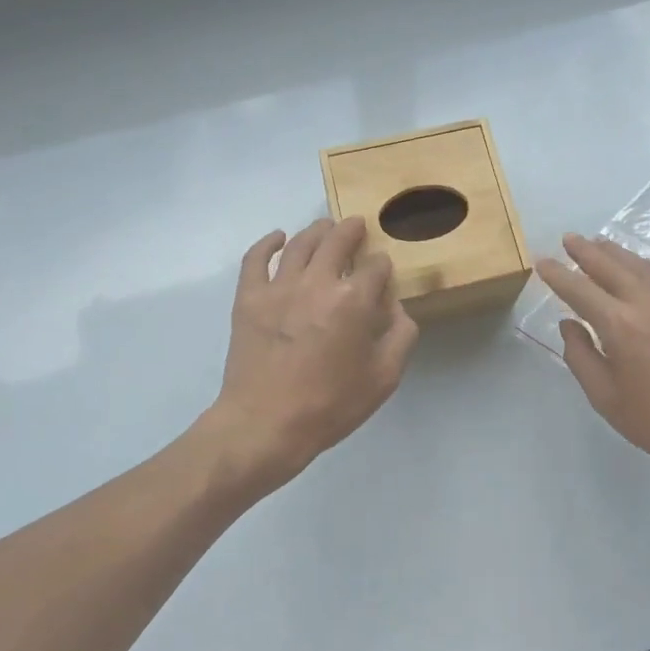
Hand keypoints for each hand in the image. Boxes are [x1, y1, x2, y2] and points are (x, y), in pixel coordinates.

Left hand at [209, 217, 417, 494]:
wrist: (265, 425)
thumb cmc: (330, 405)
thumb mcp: (384, 378)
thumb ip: (400, 336)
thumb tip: (396, 307)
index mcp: (353, 300)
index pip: (375, 266)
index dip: (382, 266)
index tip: (382, 272)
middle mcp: (317, 283)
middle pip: (337, 241)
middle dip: (351, 230)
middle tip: (356, 226)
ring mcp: (278, 287)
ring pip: (300, 243)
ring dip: (317, 230)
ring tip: (325, 227)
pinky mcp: (248, 298)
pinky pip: (256, 259)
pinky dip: (268, 243)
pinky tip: (278, 238)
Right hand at [536, 234, 649, 484]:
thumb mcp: (605, 397)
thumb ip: (580, 356)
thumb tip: (569, 324)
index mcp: (620, 325)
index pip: (579, 290)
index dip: (558, 275)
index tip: (542, 262)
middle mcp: (646, 301)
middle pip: (610, 265)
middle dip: (585, 250)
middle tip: (568, 238)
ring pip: (637, 263)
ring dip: (613, 252)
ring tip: (596, 244)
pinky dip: (640, 263)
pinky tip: (634, 266)